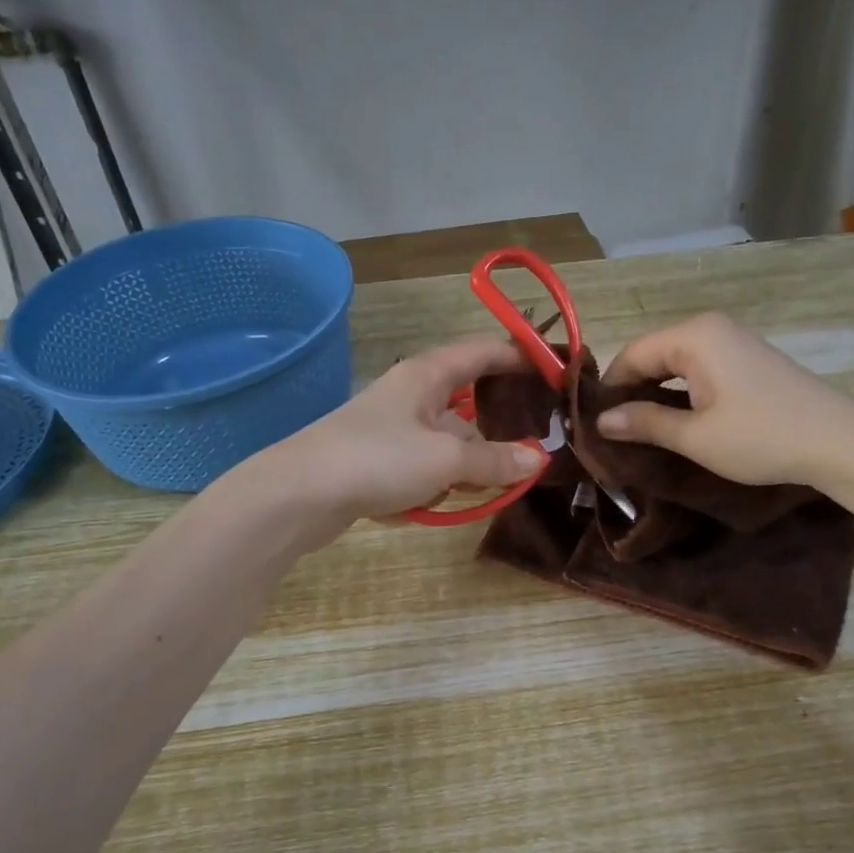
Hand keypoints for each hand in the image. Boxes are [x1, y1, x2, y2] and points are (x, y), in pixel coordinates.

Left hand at [260, 338, 546, 528]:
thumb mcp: (446, 460)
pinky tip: (451, 501)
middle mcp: (412, 394)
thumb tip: (538, 459)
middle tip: (539, 442)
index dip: (521, 356)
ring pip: (449, 438)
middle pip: (469, 401)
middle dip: (501, 423)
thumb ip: (494, 461)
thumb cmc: (378, 459)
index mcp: (427, 375)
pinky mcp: (380, 459)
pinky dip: (444, 479)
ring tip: (499, 484)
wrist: (298, 495)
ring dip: (472, 460)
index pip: (484, 351)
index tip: (556, 371)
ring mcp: (394, 428)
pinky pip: (427, 463)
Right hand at [596, 312, 853, 487]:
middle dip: (631, 389)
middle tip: (613, 430)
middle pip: (653, 353)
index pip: (631, 353)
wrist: (839, 442)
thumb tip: (600, 420)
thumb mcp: (695, 436)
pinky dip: (680, 390)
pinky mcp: (749, 359)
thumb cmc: (761, 437)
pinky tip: (676, 418)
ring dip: (655, 391)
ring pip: (676, 361)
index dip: (609, 388)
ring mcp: (734, 340)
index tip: (592, 423)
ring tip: (640, 428)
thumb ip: (644, 423)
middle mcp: (711, 328)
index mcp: (694, 336)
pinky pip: (699, 367)